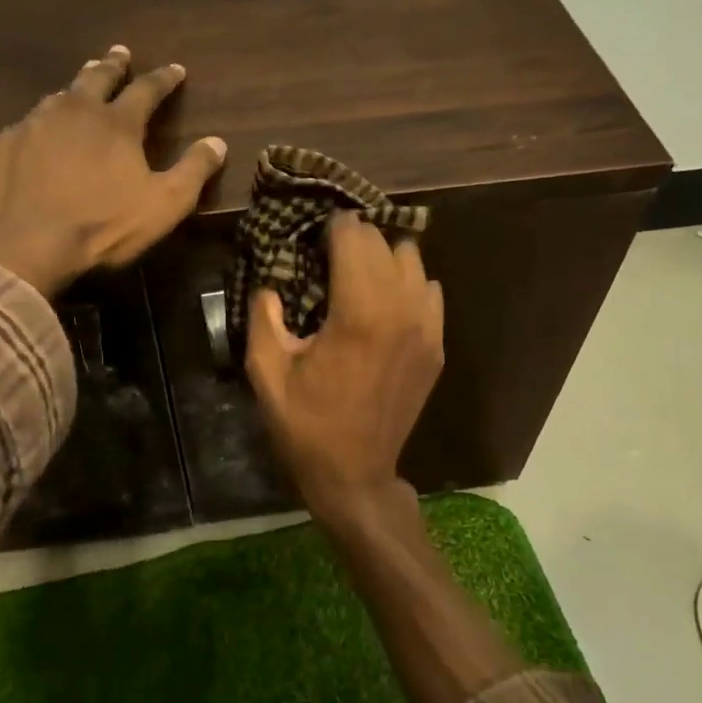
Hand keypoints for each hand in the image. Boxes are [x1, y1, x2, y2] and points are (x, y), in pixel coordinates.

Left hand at [0, 46, 226, 296]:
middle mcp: (76, 110)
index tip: (176, 69)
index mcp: (118, 123)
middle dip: (114, 64)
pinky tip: (41, 128)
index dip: (164, 79)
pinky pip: (30, 121)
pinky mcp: (7, 143)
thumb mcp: (164, 205)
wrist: (25, 243)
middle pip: (98, 76)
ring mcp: (36, 123)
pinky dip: (44, 118)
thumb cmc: (103, 225)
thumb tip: (217, 142)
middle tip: (121, 53)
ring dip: (77, 85)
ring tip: (82, 83)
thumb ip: (194, 171)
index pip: (147, 89)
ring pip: (61, 94)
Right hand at [245, 215, 444, 532]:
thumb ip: (264, 317)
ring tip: (358, 275)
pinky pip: (430, 291)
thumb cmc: (306, 426)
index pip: (354, 236)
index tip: (312, 234)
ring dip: (384, 258)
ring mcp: (426, 328)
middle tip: (328, 253)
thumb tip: (271, 283)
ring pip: (413, 260)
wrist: (355, 475)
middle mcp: (400, 310)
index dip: (330, 227)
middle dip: (355, 239)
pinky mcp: (436, 346)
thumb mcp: (266, 373)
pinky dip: (408, 285)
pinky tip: (384, 303)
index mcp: (357, 313)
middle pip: (384, 242)